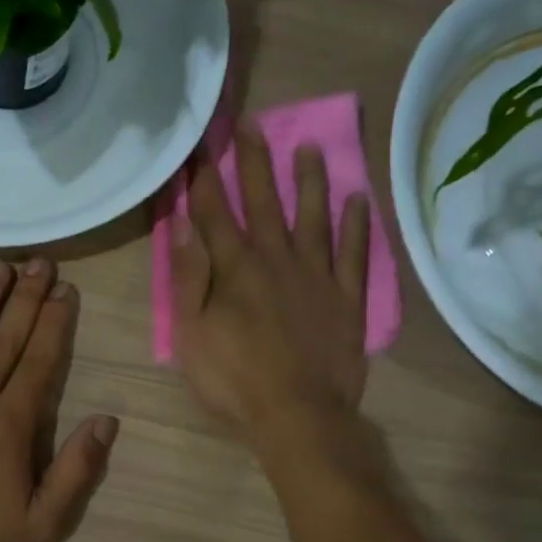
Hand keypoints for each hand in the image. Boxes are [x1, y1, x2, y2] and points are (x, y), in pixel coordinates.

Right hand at [172, 125, 370, 453]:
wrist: (298, 417)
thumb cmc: (235, 381)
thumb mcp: (191, 336)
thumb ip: (186, 278)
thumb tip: (182, 224)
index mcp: (235, 269)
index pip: (214, 212)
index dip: (203, 177)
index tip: (198, 144)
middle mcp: (277, 259)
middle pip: (263, 201)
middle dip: (254, 161)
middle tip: (251, 124)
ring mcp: (317, 275)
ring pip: (313, 216)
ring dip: (309, 180)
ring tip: (309, 147)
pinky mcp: (347, 297)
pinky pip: (353, 252)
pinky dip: (356, 225)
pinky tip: (358, 199)